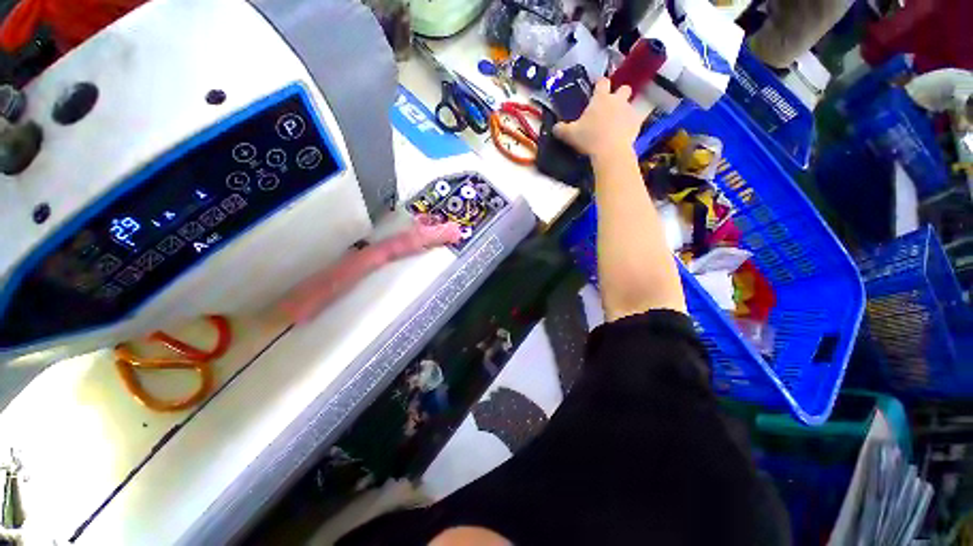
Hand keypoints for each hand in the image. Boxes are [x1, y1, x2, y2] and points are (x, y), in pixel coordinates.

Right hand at [553, 79, 641, 160]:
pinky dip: (630, 125)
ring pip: (630, 104)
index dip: (599, 84)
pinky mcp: (637, 124)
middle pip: (624, 88)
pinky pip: (635, 120)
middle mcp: (617, 100)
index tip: (596, 89)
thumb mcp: (569, 135)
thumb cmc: (589, 139)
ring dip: (624, 110)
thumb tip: (555, 127)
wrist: (611, 151)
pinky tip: (624, 134)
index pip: (602, 82)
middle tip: (611, 106)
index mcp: (600, 98)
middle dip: (619, 94)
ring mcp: (629, 111)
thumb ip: (561, 129)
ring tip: (617, 123)